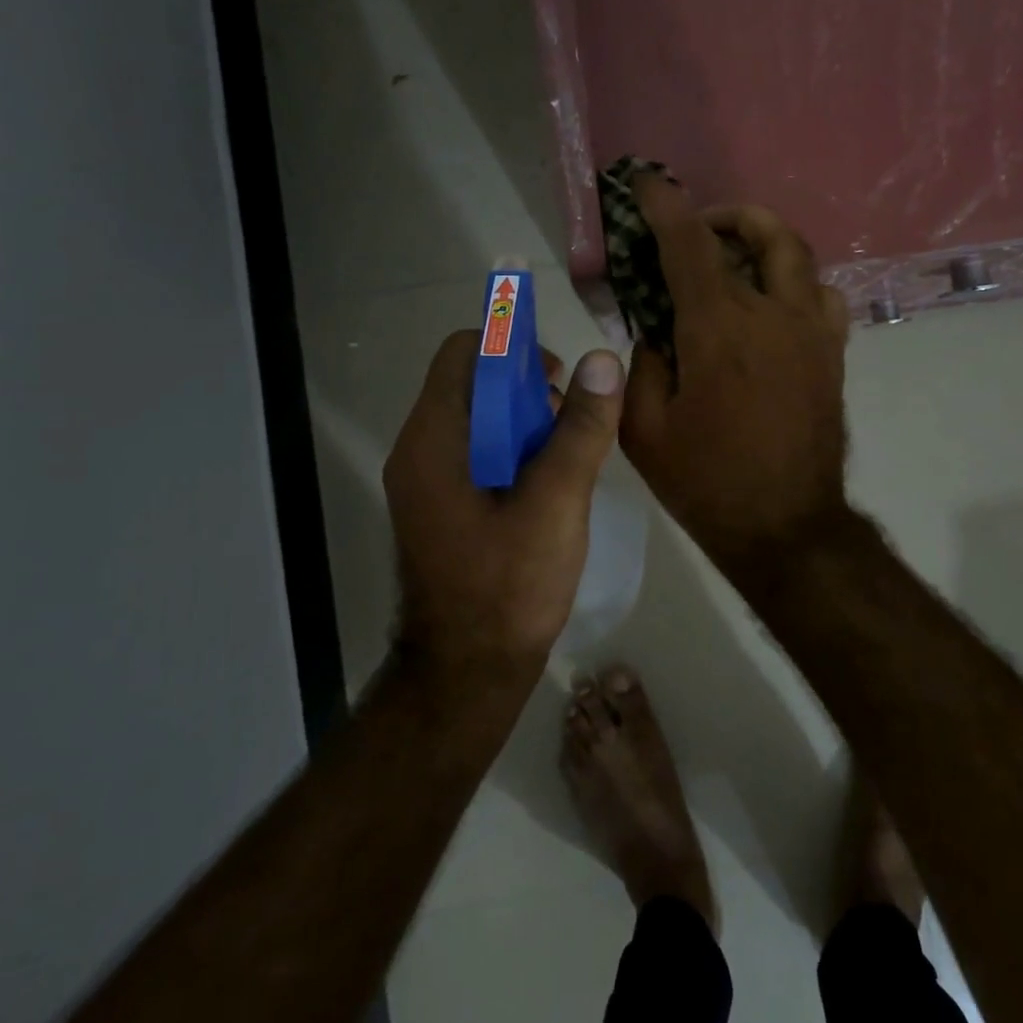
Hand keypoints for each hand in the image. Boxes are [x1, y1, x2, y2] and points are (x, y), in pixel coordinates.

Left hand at [384, 332, 624, 674]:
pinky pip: (478, 454)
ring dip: (526, 421)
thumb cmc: (509, 588)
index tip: (561, 376)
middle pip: (472, 383)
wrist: (468, 674)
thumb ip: (579, 430)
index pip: (464, 353)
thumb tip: (602, 360)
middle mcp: (420, 451)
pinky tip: (551, 483)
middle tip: (573, 420)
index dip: (514, 348)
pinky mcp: (443, 506)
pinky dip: (515, 451)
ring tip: (569, 454)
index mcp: (434, 441)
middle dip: (527, 388)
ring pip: (479, 420)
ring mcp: (427, 482)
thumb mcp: (556, 503)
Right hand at [619, 178, 851, 585]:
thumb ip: (645, 365)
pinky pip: (821, 296)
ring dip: (766, 242)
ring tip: (737, 260)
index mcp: (720, 329)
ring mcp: (813, 333)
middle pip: (764, 233)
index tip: (646, 182)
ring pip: (800, 257)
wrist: (786, 527)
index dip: (664, 205)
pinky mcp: (832, 356)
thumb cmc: (707, 482)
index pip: (689, 244)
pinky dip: (795, 282)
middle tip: (699, 228)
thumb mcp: (646, 429)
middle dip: (727, 215)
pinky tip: (772, 306)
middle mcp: (774, 315)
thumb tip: (659, 331)